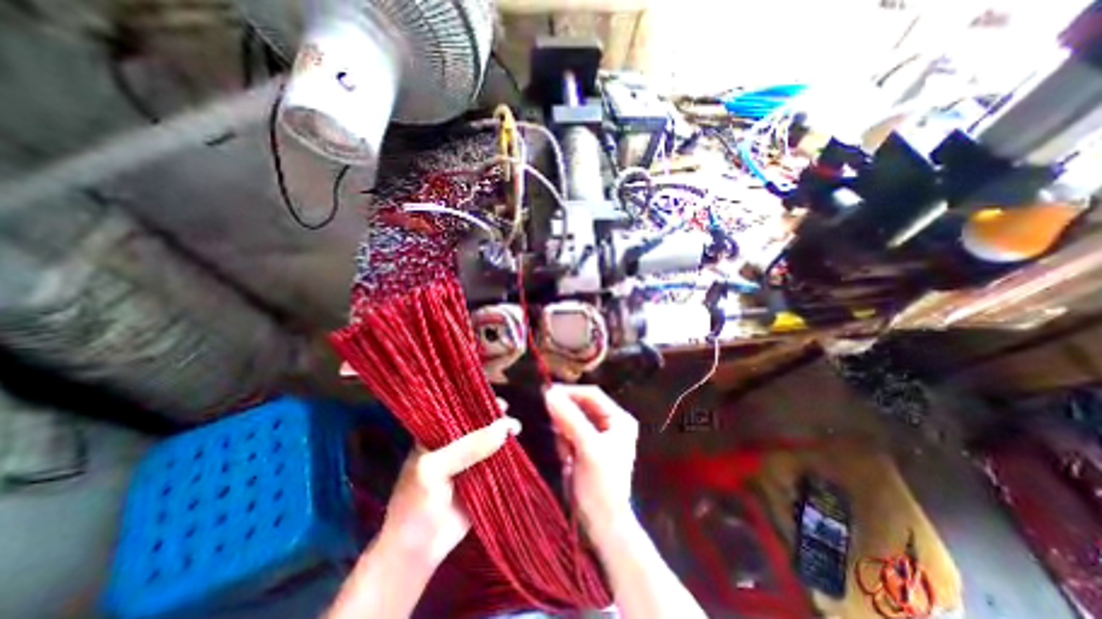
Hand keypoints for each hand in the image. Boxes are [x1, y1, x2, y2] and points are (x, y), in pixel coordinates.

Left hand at [381, 408, 522, 566]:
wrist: (417, 552)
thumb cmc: (416, 505)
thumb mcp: (435, 470)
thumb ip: (467, 448)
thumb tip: (503, 428)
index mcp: (435, 436)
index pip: (457, 410)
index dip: (475, 402)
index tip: (495, 400)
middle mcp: (453, 443)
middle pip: (477, 423)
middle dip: (494, 417)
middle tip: (507, 414)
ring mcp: (468, 461)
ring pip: (489, 440)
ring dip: (503, 434)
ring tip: (516, 429)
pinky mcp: (481, 477)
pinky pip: (496, 460)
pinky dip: (507, 453)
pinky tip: (516, 446)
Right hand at [541, 385, 637, 542]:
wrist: (602, 525)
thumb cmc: (602, 485)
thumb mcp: (587, 448)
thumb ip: (569, 419)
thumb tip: (549, 394)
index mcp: (618, 419)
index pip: (591, 395)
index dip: (569, 392)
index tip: (546, 393)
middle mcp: (609, 423)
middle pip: (580, 406)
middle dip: (566, 417)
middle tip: (555, 429)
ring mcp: (596, 435)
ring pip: (571, 420)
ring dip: (563, 433)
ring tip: (567, 453)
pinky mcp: (584, 447)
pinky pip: (567, 434)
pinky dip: (562, 443)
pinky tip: (567, 459)